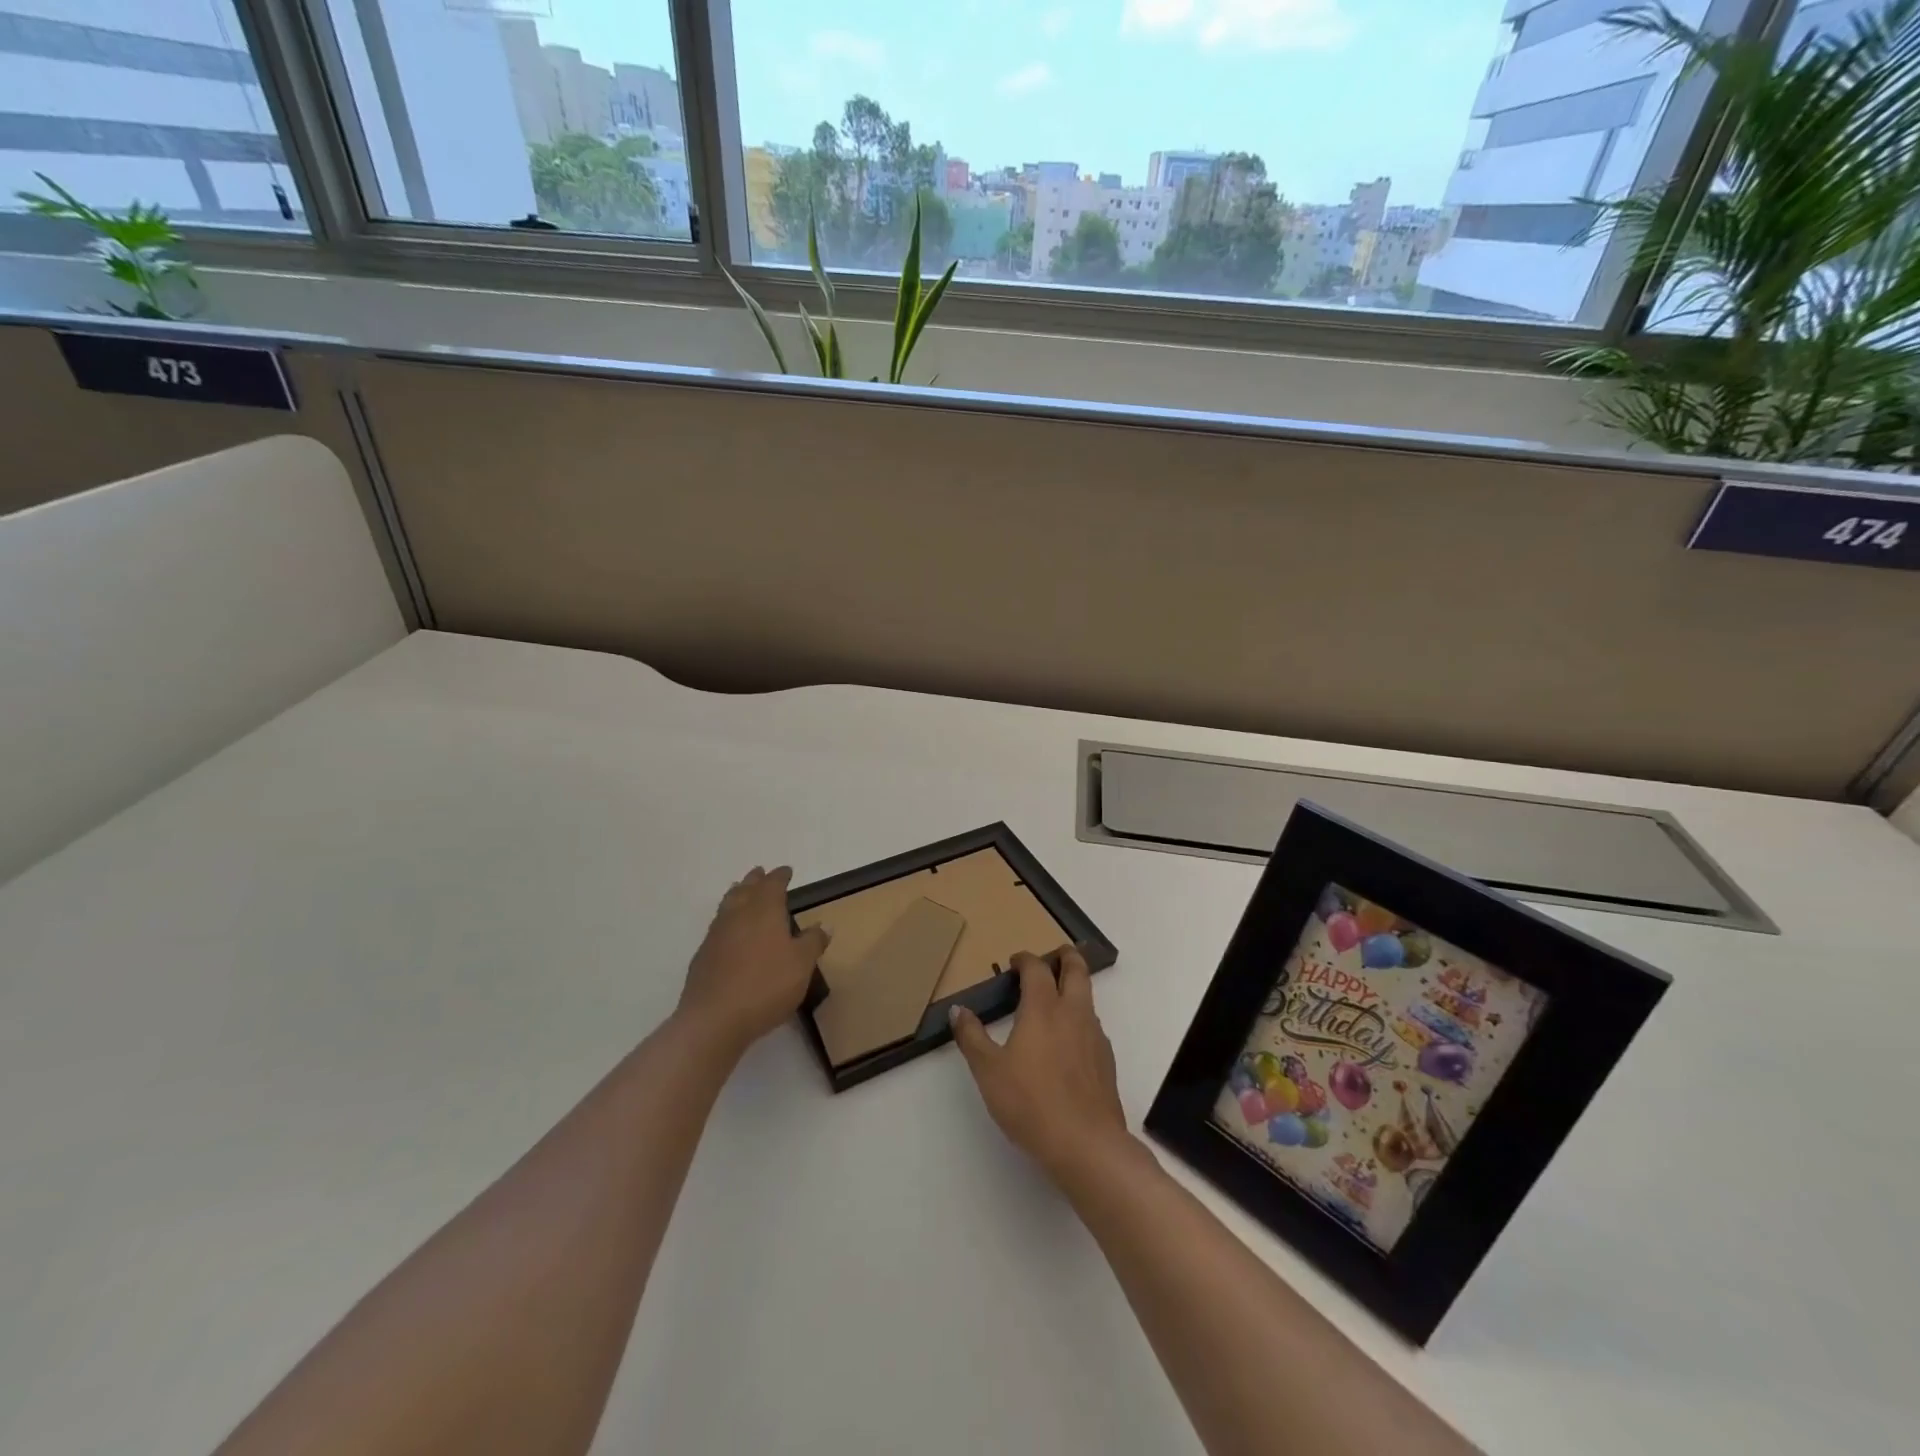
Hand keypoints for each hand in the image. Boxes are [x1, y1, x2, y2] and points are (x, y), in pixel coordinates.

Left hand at [678, 867, 828, 1056]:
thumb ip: (813, 942)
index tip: (786, 871)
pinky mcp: (703, 957)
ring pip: (727, 905)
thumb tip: (823, 924)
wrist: (714, 1019)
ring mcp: (716, 935)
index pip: (773, 885)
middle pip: (746, 889)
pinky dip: (726, 920)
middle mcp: (738, 915)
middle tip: (760, 873)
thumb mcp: (802, 965)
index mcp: (764, 911)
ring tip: (741, 892)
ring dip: (737, 895)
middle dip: (755, 880)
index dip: (780, 876)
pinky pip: (717, 927)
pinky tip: (730, 932)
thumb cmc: (766, 985)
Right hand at [949, 947, 1134, 1186]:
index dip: (1025, 959)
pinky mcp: (1106, 1061)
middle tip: (1054, 956)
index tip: (1014, 961)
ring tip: (1056, 997)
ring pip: (1088, 997)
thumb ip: (972, 1037)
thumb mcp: (989, 1071)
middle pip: (1077, 970)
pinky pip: (1093, 1026)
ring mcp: (1095, 1036)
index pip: (1037, 968)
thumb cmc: (1031, 1103)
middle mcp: (1073, 1013)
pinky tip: (1068, 1041)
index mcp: (1043, 1008)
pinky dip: (1080, 1018)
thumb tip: (958, 1010)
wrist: (1086, 1144)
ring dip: (1074, 987)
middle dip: (1065, 957)